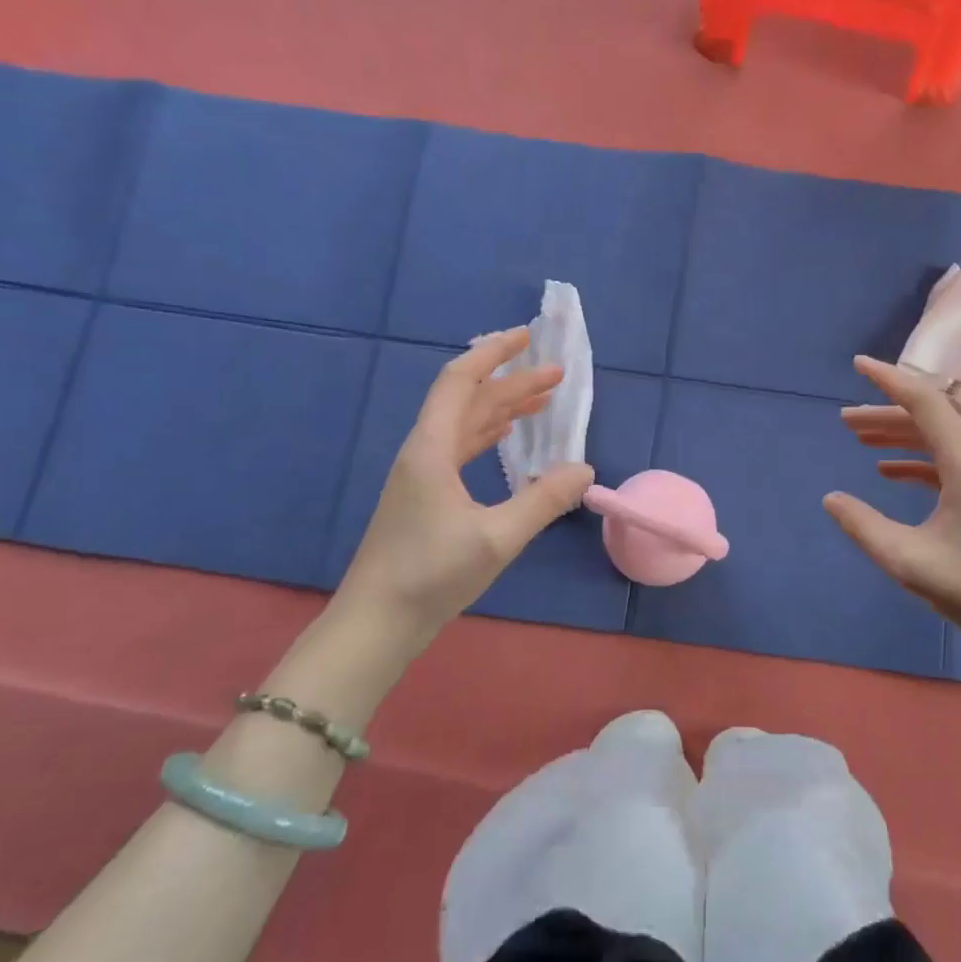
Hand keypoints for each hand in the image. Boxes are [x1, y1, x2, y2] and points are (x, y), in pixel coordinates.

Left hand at [335, 328, 593, 648]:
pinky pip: (461, 448)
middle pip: (469, 401)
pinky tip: (508, 439)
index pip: (460, 381)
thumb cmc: (430, 575)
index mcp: (431, 449)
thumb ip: (544, 501)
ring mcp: (421, 475)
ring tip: (543, 400)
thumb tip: (585, 469)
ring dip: (503, 408)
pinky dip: (489, 434)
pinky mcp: (425, 498)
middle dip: (512, 382)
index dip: (493, 353)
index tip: (527, 337)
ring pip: (465, 425)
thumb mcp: (497, 538)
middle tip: (557, 374)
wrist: (375, 624)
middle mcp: (424, 453)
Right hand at [825, 356, 960, 668]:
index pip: (926, 404)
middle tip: (843, 419)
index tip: (858, 365)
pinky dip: (915, 462)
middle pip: (930, 420)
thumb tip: (831, 499)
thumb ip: (864, 527)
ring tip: (857, 438)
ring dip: (898, 437)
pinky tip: (886, 472)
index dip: (890, 380)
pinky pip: (947, 464)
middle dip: (885, 413)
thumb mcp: (909, 561)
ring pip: (938, 442)